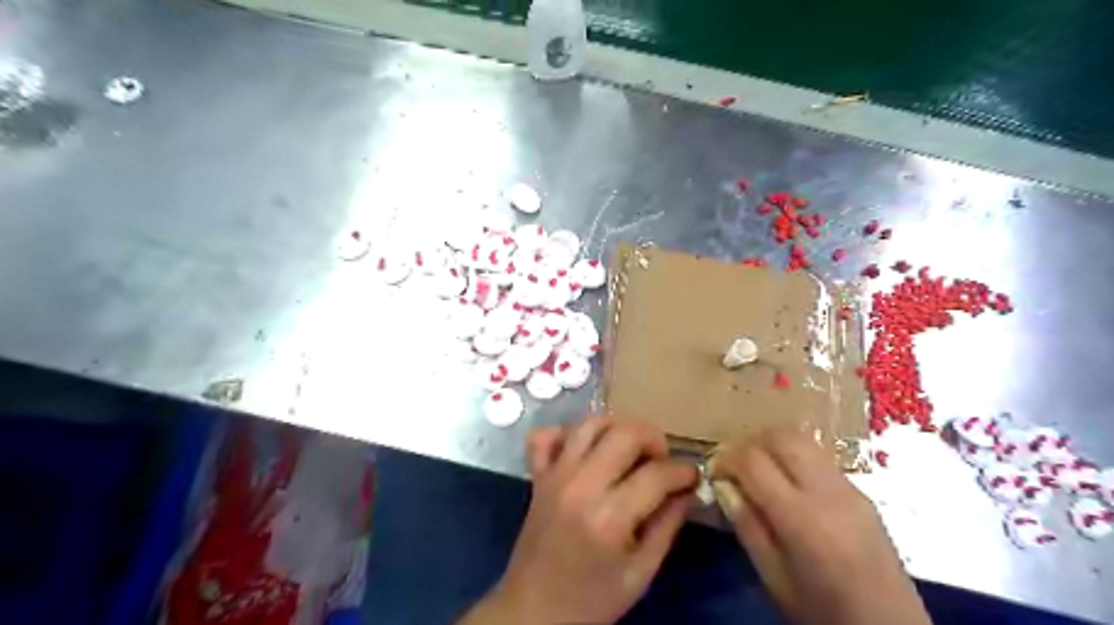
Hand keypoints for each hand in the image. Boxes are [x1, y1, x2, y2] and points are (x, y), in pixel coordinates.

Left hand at [456, 415, 693, 624]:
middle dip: (653, 438)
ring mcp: (554, 475)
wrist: (533, 610)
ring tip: (630, 450)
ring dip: (617, 428)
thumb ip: (667, 525)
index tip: (693, 476)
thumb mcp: (641, 573)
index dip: (683, 471)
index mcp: (609, 517)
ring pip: (590, 423)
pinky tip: (585, 449)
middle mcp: (580, 485)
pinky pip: (545, 434)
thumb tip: (687, 488)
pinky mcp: (537, 475)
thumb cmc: (592, 600)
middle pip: (624, 433)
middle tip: (662, 459)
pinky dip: (566, 433)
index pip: (656, 474)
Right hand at [714, 427, 933, 624]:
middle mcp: (827, 492)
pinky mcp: (861, 491)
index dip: (726, 458)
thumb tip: (723, 485)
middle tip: (734, 465)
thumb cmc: (822, 612)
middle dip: (749, 442)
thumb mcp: (773, 577)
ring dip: (772, 444)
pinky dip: (794, 456)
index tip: (714, 472)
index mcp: (802, 518)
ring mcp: (849, 488)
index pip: (753, 461)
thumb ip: (746, 526)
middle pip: (781, 437)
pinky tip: (787, 482)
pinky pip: (819, 457)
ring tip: (758, 468)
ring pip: (803, 439)